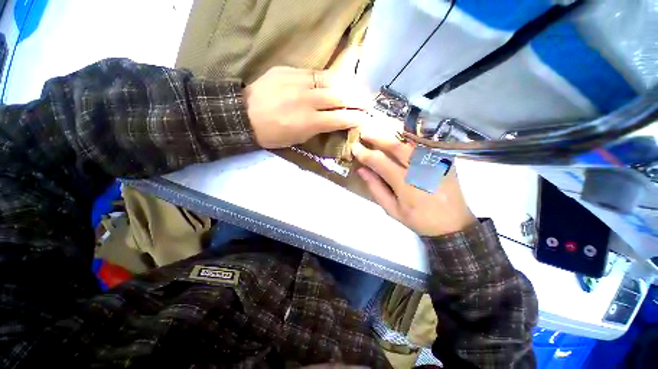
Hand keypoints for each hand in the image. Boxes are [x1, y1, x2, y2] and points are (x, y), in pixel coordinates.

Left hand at [244, 66, 370, 148]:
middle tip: (367, 102)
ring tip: (357, 89)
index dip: (355, 118)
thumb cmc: (272, 134)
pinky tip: (335, 81)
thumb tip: (333, 121)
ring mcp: (298, 82)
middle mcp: (308, 100)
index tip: (365, 118)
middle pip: (340, 97)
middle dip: (357, 100)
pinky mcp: (289, 71)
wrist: (244, 115)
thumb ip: (318, 129)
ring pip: (330, 81)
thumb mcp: (298, 139)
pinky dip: (328, 78)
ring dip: (347, 86)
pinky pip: (314, 73)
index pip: (340, 118)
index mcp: (310, 122)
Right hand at [351, 120, 475, 236]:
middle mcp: (422, 169)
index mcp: (406, 184)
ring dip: (392, 138)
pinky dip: (408, 142)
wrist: (453, 225)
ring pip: (410, 143)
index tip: (354, 147)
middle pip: (397, 146)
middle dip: (378, 138)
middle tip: (365, 134)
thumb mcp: (392, 210)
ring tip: (378, 137)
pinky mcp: (445, 161)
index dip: (365, 153)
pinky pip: (423, 147)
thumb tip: (362, 170)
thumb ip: (376, 188)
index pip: (381, 162)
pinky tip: (399, 143)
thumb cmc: (419, 220)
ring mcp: (436, 163)